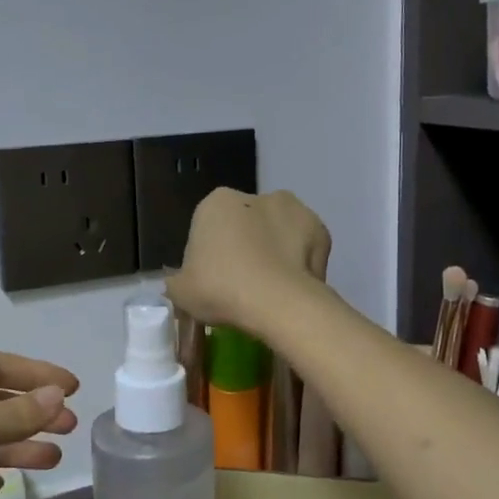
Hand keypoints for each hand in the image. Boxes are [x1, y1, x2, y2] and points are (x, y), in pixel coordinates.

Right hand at [166, 188, 331, 333]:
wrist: (278, 302)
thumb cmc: (221, 289)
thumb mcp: (181, 292)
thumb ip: (178, 281)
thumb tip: (181, 282)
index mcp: (216, 203)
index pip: (208, 227)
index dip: (210, 256)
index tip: (215, 282)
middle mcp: (256, 195)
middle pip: (246, 224)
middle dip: (246, 247)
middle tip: (243, 286)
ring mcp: (294, 209)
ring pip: (278, 232)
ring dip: (275, 251)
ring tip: (271, 290)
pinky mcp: (321, 230)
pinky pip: (305, 248)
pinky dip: (301, 263)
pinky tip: (293, 288)